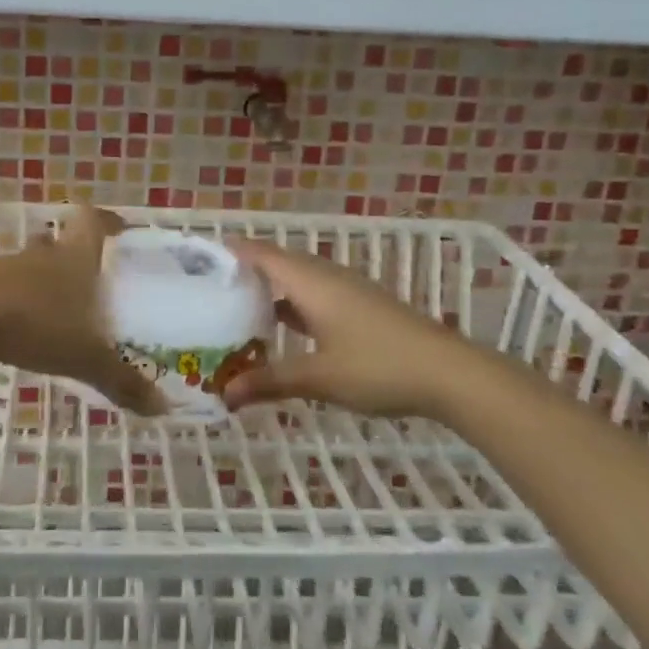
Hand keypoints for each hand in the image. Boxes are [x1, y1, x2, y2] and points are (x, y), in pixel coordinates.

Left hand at [0, 206, 166, 415]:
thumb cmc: (36, 325)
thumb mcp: (86, 359)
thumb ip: (123, 381)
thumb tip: (163, 408)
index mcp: (74, 257)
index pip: (92, 222)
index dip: (106, 221)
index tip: (119, 228)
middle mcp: (42, 255)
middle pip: (59, 244)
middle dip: (74, 258)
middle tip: (90, 282)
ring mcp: (6, 268)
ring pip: (31, 266)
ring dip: (43, 282)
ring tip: (58, 311)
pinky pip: (5, 288)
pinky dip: (17, 302)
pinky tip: (21, 329)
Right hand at [221, 238, 449, 416]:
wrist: (449, 373)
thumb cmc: (378, 367)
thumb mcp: (318, 377)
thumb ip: (269, 381)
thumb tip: (224, 395)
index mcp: (311, 282)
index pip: (262, 254)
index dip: (231, 253)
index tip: (199, 262)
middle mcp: (328, 277)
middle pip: (279, 263)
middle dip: (245, 273)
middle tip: (210, 291)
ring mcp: (349, 291)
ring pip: (299, 281)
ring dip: (271, 291)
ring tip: (238, 309)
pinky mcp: (363, 307)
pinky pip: (316, 295)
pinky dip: (293, 305)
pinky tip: (284, 329)